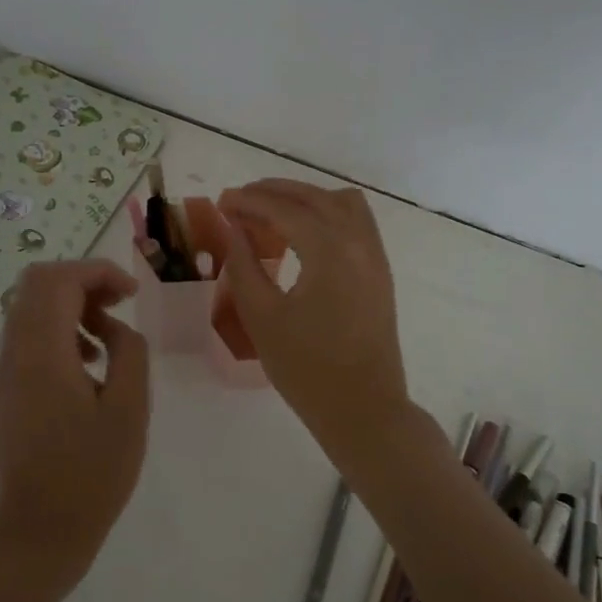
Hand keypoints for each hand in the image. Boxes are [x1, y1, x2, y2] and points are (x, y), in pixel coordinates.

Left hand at [0, 259, 151, 601]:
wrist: (38, 535)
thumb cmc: (92, 473)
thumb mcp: (129, 409)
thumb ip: (128, 350)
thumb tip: (112, 327)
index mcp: (41, 353)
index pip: (59, 280)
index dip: (98, 272)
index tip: (132, 294)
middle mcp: (13, 354)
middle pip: (37, 284)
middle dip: (81, 281)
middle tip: (118, 304)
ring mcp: (3, 373)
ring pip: (29, 308)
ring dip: (69, 305)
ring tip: (107, 337)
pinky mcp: (4, 392)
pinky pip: (26, 337)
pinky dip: (57, 331)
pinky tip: (87, 365)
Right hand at [218, 180, 411, 455]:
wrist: (363, 409)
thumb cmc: (306, 368)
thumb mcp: (262, 316)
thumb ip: (244, 265)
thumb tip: (234, 229)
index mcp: (329, 250)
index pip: (284, 209)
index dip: (249, 201)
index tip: (221, 201)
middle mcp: (358, 241)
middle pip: (314, 197)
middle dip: (274, 192)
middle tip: (239, 201)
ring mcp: (374, 255)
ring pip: (341, 203)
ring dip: (305, 199)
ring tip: (271, 213)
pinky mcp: (380, 270)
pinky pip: (356, 221)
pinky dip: (327, 214)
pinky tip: (303, 234)